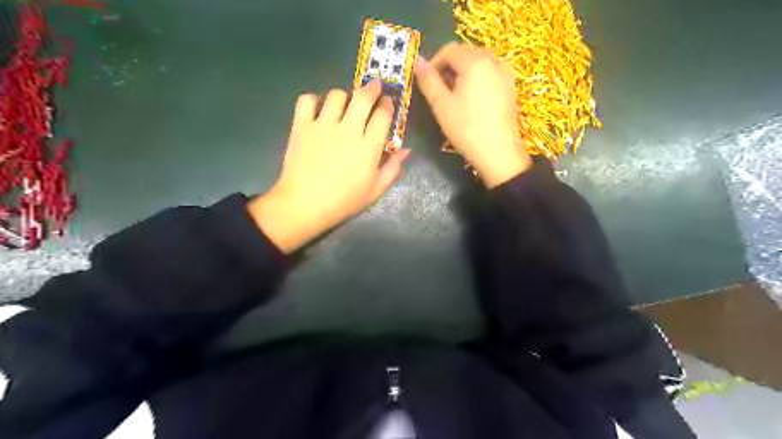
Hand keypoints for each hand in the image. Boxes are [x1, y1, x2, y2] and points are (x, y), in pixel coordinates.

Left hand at [248, 79, 409, 253]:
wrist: (304, 205)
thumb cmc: (343, 201)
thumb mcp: (375, 190)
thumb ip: (393, 168)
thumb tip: (406, 150)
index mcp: (368, 146)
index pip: (383, 115)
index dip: (388, 104)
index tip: (389, 102)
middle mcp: (347, 129)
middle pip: (363, 97)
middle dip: (372, 88)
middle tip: (375, 87)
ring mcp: (323, 125)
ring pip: (337, 95)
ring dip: (345, 95)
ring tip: (345, 102)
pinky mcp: (301, 125)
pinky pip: (307, 100)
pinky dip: (314, 100)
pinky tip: (318, 108)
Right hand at [415, 40, 530, 185]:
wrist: (498, 152)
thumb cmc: (466, 128)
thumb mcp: (441, 105)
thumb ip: (428, 80)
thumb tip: (418, 61)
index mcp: (474, 61)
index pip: (449, 50)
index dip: (434, 63)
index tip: (427, 83)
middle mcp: (493, 60)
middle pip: (465, 53)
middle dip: (449, 67)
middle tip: (440, 92)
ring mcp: (505, 73)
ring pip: (478, 63)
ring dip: (463, 73)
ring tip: (456, 96)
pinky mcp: (511, 87)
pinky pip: (490, 73)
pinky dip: (478, 79)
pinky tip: (473, 100)